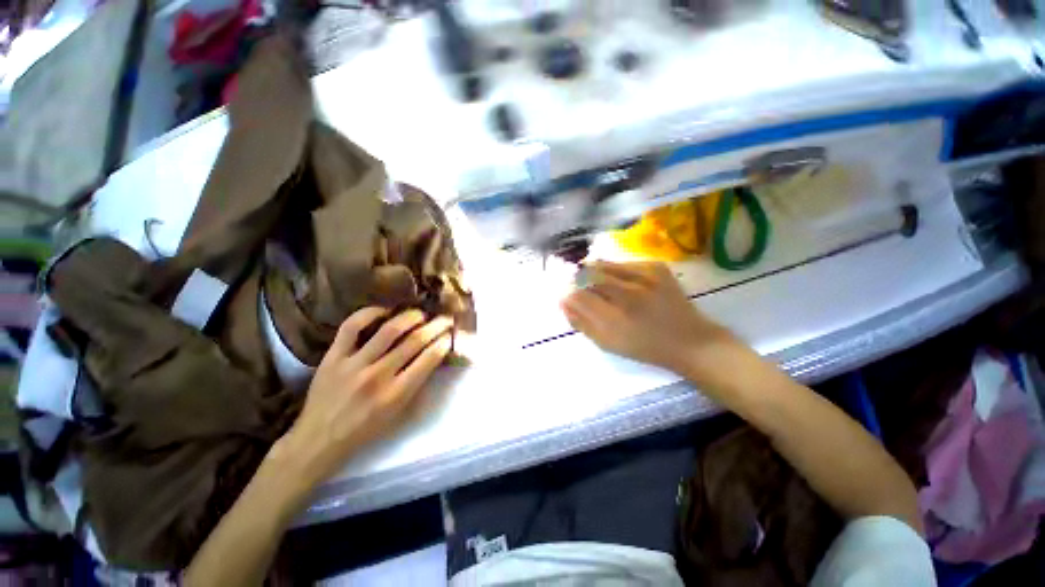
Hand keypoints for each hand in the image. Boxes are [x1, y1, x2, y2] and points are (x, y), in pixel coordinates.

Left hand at [277, 308, 453, 487]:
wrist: (319, 439)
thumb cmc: (366, 430)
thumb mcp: (399, 414)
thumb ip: (419, 385)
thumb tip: (434, 357)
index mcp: (396, 394)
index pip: (429, 359)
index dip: (444, 342)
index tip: (450, 334)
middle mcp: (378, 376)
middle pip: (414, 341)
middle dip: (436, 326)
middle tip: (445, 318)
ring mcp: (354, 364)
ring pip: (389, 330)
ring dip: (411, 317)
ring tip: (420, 313)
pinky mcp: (333, 356)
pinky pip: (351, 326)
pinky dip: (369, 314)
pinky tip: (384, 311)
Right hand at [561, 261, 736, 375]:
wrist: (690, 340)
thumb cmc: (644, 347)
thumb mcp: (607, 343)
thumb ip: (581, 322)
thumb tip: (563, 301)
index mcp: (614, 319)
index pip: (578, 296)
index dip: (569, 293)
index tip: (568, 296)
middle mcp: (628, 293)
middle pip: (588, 274)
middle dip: (578, 279)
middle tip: (581, 288)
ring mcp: (644, 276)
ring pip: (603, 264)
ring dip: (594, 272)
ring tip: (600, 284)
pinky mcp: (655, 266)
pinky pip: (622, 263)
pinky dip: (614, 270)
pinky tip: (621, 282)